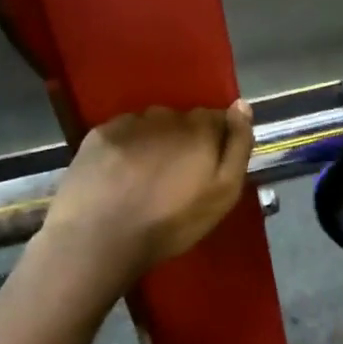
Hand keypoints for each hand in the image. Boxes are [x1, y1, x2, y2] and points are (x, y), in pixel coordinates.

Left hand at [43, 101, 254, 276]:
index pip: (218, 119)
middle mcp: (166, 116)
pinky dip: (128, 145)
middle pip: (184, 120)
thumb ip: (238, 147)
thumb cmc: (171, 224)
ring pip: (153, 124)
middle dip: (186, 140)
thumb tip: (242, 105)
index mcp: (200, 129)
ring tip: (148, 175)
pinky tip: (122, 172)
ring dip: (157, 140)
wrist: (100, 238)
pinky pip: (124, 131)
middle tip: (178, 176)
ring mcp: (130, 123)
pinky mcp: (99, 134)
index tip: (210, 166)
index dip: (217, 141)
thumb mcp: (222, 194)